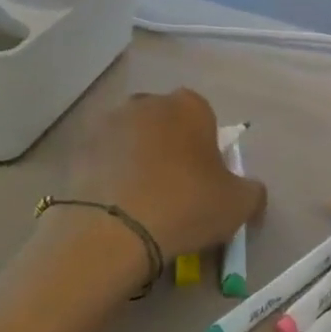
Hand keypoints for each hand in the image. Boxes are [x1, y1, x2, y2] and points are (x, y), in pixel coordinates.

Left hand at [64, 90, 264, 266]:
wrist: (112, 229)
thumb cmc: (186, 205)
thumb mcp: (239, 204)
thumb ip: (252, 190)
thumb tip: (248, 189)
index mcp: (189, 106)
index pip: (205, 120)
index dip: (206, 151)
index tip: (204, 182)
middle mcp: (147, 102)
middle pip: (166, 124)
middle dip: (170, 150)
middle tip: (173, 192)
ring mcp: (108, 121)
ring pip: (132, 139)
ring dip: (137, 160)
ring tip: (139, 202)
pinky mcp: (78, 146)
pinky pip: (103, 159)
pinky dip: (109, 175)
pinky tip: (114, 206)